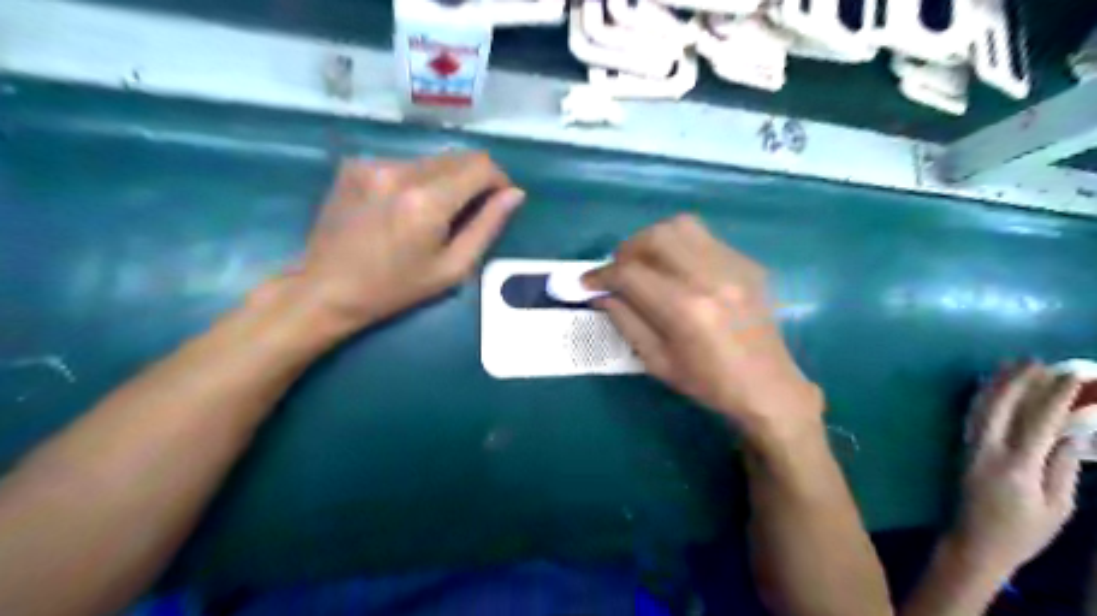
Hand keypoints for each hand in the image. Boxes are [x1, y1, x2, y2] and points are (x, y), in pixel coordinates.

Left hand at [297, 151, 523, 331]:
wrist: (326, 288)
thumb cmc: (395, 288)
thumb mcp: (452, 268)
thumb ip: (487, 227)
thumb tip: (515, 195)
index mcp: (427, 201)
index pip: (481, 166)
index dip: (499, 179)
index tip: (500, 200)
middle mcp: (401, 171)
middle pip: (458, 156)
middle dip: (475, 178)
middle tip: (472, 210)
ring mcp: (374, 164)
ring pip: (432, 158)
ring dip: (446, 179)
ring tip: (436, 212)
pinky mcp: (356, 165)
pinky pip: (405, 163)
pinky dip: (417, 179)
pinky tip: (404, 207)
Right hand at [587, 214, 816, 441]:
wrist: (768, 387)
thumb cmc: (709, 383)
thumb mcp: (657, 361)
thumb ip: (626, 321)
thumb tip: (601, 295)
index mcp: (685, 310)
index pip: (631, 274)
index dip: (601, 275)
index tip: (588, 283)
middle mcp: (709, 278)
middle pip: (655, 236)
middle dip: (626, 250)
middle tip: (619, 271)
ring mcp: (733, 266)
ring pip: (681, 226)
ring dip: (654, 240)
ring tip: (647, 263)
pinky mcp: (747, 264)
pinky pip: (705, 238)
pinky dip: (681, 247)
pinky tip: (679, 270)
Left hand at [957, 362, 1082, 577]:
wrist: (974, 542)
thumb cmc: (1023, 531)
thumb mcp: (1057, 507)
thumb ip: (1063, 468)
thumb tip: (1071, 435)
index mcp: (1017, 465)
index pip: (1038, 421)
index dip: (1054, 395)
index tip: (1070, 374)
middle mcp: (987, 449)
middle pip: (1001, 405)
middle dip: (1018, 380)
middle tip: (1035, 359)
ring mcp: (969, 446)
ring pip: (980, 407)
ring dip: (995, 383)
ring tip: (1009, 363)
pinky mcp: (960, 448)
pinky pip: (971, 416)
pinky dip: (980, 397)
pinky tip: (988, 386)